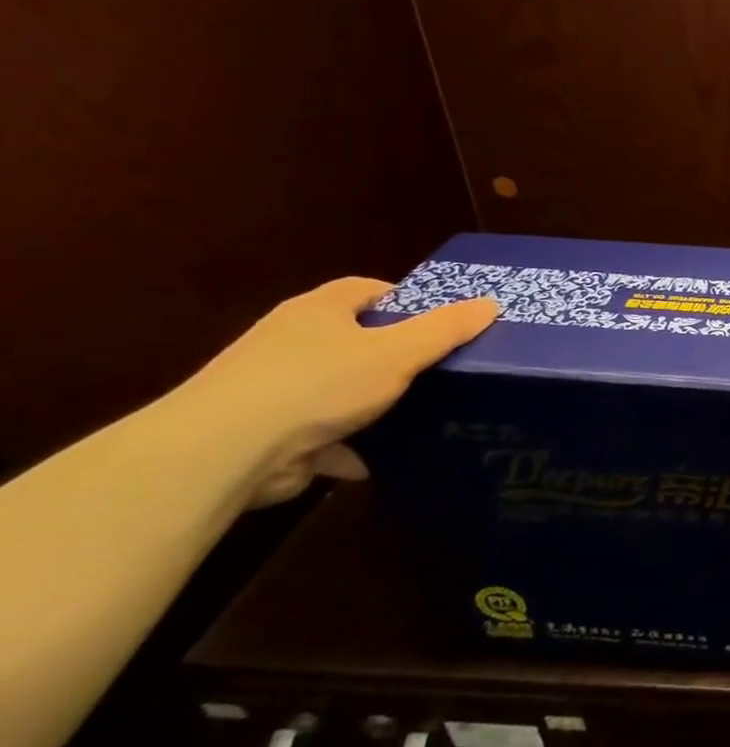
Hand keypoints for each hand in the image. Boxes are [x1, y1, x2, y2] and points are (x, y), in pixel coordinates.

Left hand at [173, 277, 497, 508]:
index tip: (443, 321)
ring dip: (372, 402)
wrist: (221, 453)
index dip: (406, 300)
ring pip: (338, 388)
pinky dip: (349, 445)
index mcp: (319, 311)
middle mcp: (290, 341)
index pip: (367, 289)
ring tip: (421, 413)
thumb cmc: (317, 384)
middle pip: (354, 338)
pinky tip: (381, 457)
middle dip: (394, 354)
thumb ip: (446, 329)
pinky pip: (322, 433)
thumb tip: (492, 304)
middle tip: (441, 367)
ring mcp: (272, 388)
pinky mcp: (266, 433)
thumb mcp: (398, 352)